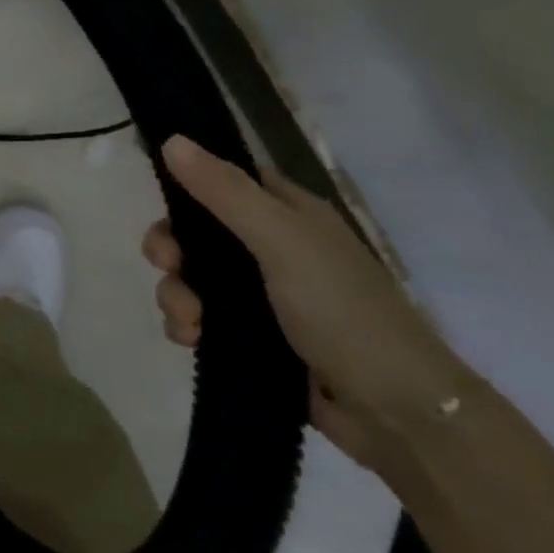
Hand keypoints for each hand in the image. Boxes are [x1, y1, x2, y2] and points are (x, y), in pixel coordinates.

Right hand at [142, 135, 474, 472]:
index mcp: (288, 214)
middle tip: (169, 267)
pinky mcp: (252, 338)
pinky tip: (192, 341)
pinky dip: (187, 326)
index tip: (158, 203)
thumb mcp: (282, 241)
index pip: (225, 181)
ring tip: (190, 323)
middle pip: (197, 233)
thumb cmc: (344, 312)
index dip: (187, 186)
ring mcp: (262, 295)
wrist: (395, 412)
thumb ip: (225, 192)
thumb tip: (171, 140)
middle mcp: (273, 248)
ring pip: (192, 279)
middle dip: (172, 251)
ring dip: (176, 295)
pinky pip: (200, 319)